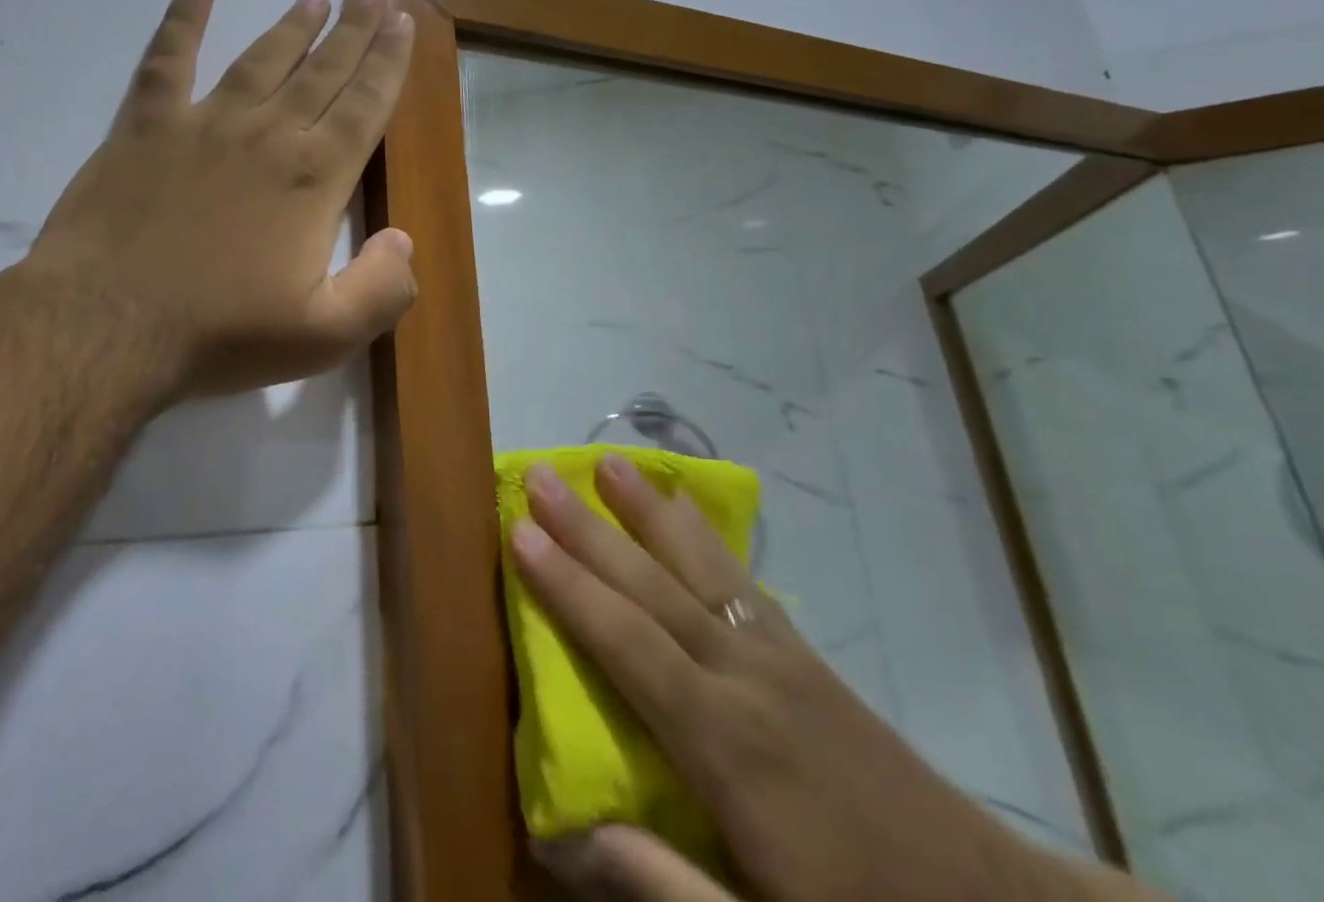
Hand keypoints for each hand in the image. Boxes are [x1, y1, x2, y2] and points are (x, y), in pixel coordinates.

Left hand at [29, 0, 416, 402]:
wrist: (107, 323)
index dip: (388, 64)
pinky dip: (182, 20)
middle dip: (353, 30)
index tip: (403, 23)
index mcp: (313, 178)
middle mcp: (267, 135)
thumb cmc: (220, 332)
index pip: (364, 106)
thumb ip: (381, 289)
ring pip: (260, 60)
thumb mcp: (324, 335)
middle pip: (321, 72)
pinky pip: (168, 60)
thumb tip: (403, 240)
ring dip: (290, 27)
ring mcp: (203, 124)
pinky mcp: (145, 126)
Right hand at [511, 455, 1045, 901]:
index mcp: (724, 741)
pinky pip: (741, 577)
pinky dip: (703, 534)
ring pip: (698, 565)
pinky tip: (685, 510)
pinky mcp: (805, 653)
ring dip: (647, 510)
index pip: (625, 642)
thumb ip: (659, 884)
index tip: (519, 532)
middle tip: (541, 475)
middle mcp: (745, 676)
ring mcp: (780, 655)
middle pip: (652, 586)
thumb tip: (559, 829)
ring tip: (609, 463)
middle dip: (589, 528)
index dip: (567, 585)